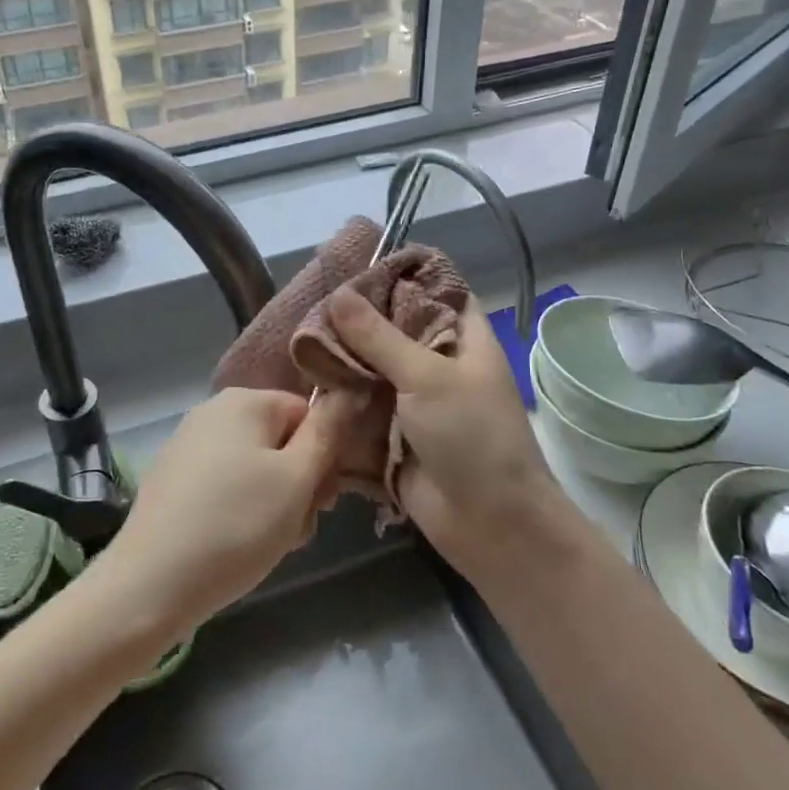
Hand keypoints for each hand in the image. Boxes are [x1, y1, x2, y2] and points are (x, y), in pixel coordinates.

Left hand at [95, 388, 340, 640]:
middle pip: (281, 441)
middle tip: (296, 528)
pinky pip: (225, 486)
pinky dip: (240, 512)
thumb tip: (349, 390)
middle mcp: (213, 411)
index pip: (308, 414)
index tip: (323, 502)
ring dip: (274, 505)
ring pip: (256, 469)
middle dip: (299, 485)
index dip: (324, 458)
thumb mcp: (296, 480)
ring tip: (267, 544)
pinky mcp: (173, 480)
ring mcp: (188, 445)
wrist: (150, 584)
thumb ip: (327, 433)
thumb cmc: (235, 525)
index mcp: (244, 401)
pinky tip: (236, 547)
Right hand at [325, 288, 563, 572]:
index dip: (400, 274)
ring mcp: (415, 396)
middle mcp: (438, 360)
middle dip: (357, 317)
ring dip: (343, 354)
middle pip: (394, 325)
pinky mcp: (394, 429)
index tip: (354, 264)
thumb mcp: (427, 378)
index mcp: (462, 337)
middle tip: (311, 299)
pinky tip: (303, 375)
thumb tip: (338, 293)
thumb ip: (379, 336)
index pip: (433, 289)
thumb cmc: (473, 438)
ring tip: (297, 333)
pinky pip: (363, 401)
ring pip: (373, 363)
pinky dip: (339, 391)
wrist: (491, 525)